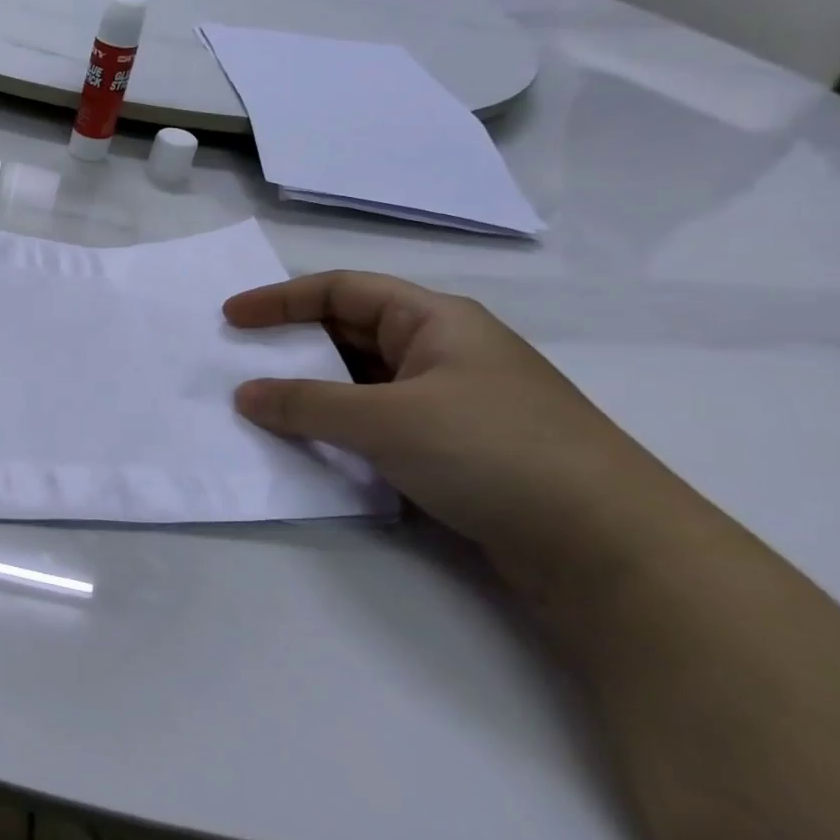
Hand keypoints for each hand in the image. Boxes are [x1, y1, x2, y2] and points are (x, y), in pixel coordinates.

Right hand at [224, 271, 691, 575]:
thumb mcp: (385, 419)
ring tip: (261, 405)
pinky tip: (311, 445)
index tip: (230, 318)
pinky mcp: (455, 449)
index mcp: (435, 320)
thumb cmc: (493, 451)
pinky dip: (339, 426)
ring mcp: (451, 402)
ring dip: (312, 390)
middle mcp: (443, 351)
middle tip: (237, 361)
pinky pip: (378, 421)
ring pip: (362, 380)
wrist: (610, 549)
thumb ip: (305, 404)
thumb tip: (244, 395)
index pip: (342, 290)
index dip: (280, 299)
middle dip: (292, 343)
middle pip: (350, 331)